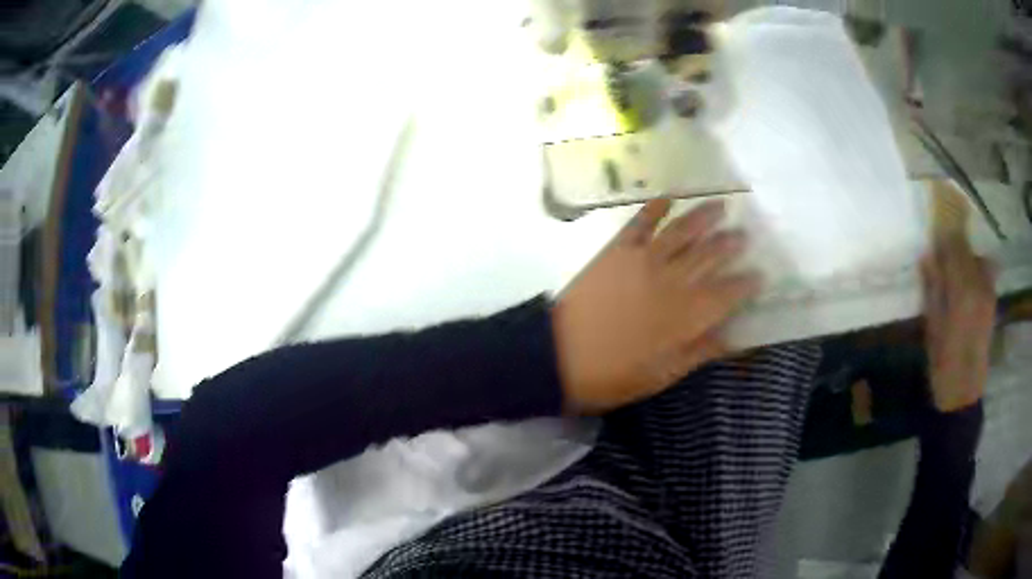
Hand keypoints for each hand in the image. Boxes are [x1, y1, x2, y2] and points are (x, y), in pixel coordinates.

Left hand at [551, 198, 758, 413]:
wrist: (560, 355)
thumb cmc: (614, 375)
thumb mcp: (663, 374)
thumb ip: (700, 351)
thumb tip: (733, 338)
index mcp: (688, 315)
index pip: (729, 293)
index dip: (747, 283)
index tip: (760, 275)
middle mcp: (674, 280)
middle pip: (710, 255)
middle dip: (731, 244)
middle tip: (745, 235)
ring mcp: (645, 259)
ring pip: (682, 231)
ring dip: (704, 216)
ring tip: (721, 206)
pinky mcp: (617, 250)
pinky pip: (640, 223)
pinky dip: (654, 208)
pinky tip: (668, 198)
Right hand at [920, 234, 995, 412]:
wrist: (963, 391)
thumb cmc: (943, 362)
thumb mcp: (932, 325)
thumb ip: (932, 287)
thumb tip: (927, 256)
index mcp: (961, 290)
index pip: (954, 248)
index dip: (944, 236)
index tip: (934, 232)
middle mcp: (978, 285)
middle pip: (967, 251)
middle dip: (955, 244)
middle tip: (941, 248)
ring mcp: (988, 293)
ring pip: (978, 259)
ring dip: (966, 256)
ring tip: (955, 265)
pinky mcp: (992, 302)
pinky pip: (986, 273)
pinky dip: (977, 268)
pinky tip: (967, 279)